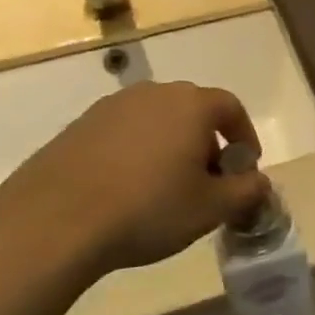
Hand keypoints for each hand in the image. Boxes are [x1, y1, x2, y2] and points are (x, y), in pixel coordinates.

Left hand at [0, 82, 269, 289]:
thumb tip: (260, 182)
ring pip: (156, 121)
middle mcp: (152, 94)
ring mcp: (111, 107)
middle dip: (207, 143)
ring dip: (170, 147)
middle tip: (207, 182)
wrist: (55, 220)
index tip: (245, 167)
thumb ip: (245, 191)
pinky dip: (136, 153)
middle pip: (192, 111)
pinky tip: (127, 190)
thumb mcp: (210, 208)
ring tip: (166, 188)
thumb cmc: (148, 209)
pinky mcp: (79, 126)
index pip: (230, 107)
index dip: (244, 136)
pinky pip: (123, 133)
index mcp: (190, 104)